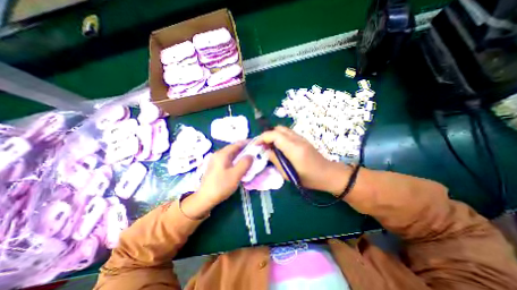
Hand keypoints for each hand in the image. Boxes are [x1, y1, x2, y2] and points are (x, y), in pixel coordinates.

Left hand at [196, 142, 252, 208]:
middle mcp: (218, 154)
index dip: (247, 143)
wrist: (205, 198)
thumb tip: (251, 155)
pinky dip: (235, 160)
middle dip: (244, 149)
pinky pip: (228, 159)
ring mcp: (215, 160)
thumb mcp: (236, 174)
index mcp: (222, 154)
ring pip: (231, 154)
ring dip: (240, 155)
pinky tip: (239, 165)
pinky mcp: (215, 166)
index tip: (256, 143)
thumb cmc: (221, 185)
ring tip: (249, 158)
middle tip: (255, 152)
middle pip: (233, 148)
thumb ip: (245, 163)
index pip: (237, 144)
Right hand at [257, 126, 350, 195]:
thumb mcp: (288, 174)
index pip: (274, 135)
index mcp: (294, 148)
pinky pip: (288, 133)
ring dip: (273, 135)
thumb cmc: (309, 178)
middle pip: (278, 129)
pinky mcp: (302, 139)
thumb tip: (266, 151)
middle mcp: (297, 139)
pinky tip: (278, 146)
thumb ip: (275, 160)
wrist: (328, 174)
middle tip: (262, 146)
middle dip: (267, 135)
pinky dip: (279, 137)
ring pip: (283, 130)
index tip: (255, 145)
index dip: (262, 138)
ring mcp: (301, 138)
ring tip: (268, 146)